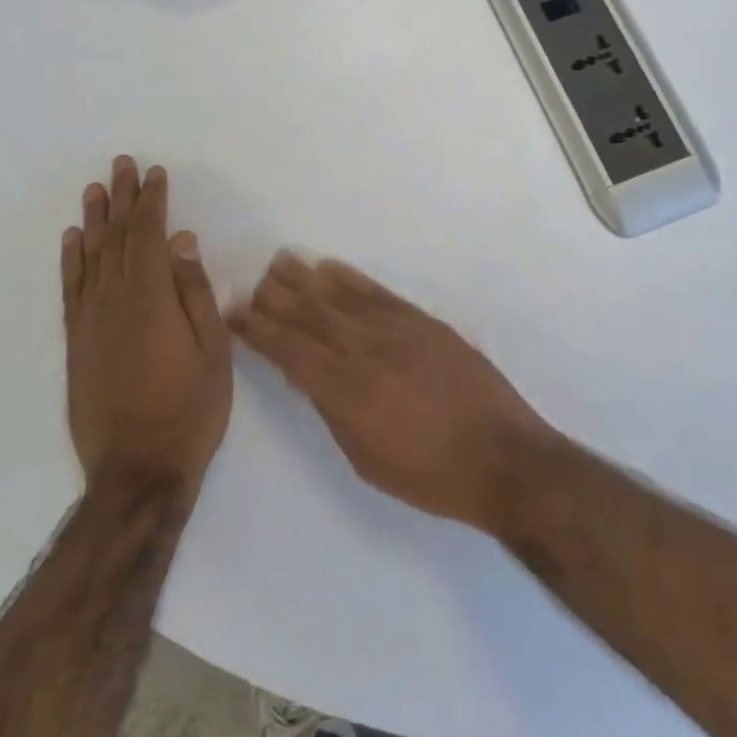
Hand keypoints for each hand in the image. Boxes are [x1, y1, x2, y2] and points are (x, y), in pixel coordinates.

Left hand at [63, 157, 231, 498]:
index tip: (155, 173)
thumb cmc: (190, 410)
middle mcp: (113, 300)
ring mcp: (90, 322)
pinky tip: (73, 241)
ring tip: (95, 189)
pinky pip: (71, 289)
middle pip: (117, 238)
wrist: (138, 468)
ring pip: (90, 258)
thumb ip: (195, 292)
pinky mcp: (76, 343)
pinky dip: (71, 260)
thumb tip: (183, 242)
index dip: (153, 201)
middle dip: (122, 199)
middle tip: (122, 165)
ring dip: (94, 221)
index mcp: (151, 298)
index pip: (150, 235)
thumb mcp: (213, 351)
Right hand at [229, 254, 557, 529]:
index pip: (288, 350)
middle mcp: (364, 350)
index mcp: (344, 389)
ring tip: (282, 261)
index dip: (258, 331)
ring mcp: (396, 330)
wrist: (501, 456)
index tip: (235, 314)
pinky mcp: (424, 322)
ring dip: (307, 278)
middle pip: (310, 315)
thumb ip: (332, 411)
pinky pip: (379, 293)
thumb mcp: (365, 458)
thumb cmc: (429, 475)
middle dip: (277, 297)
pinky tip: (332, 268)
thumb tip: (304, 376)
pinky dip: (352, 279)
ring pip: (340, 297)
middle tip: (253, 281)